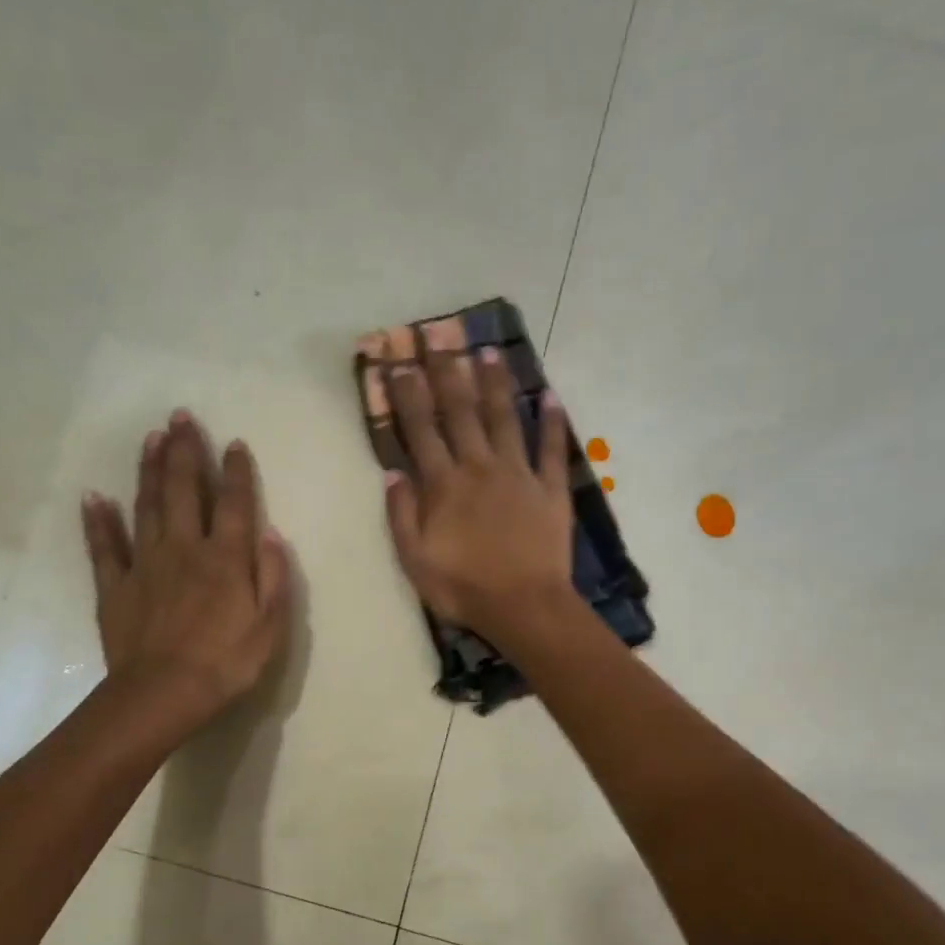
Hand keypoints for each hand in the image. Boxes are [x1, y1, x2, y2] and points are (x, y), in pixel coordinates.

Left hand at [82, 412, 291, 732]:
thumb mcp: (270, 626)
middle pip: (183, 490)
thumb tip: (271, 534)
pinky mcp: (115, 586)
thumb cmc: (226, 663)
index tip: (234, 443)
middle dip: (184, 451)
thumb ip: (274, 577)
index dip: (235, 472)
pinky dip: (98, 521)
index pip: (233, 504)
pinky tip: (93, 496)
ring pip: (146, 506)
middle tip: (180, 417)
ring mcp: (145, 564)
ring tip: (151, 438)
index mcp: (225, 558)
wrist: (164, 693)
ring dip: (149, 470)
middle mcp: (184, 548)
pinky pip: (104, 547)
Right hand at [382, 342, 574, 643]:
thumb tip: (392, 473)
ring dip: (495, 384)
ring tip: (488, 352)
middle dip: (447, 373)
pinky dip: (552, 422)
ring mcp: (519, 474)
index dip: (408, 395)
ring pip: (505, 419)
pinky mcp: (551, 489)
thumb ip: (401, 515)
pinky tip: (550, 396)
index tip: (399, 363)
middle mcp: (480, 467)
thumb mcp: (415, 560)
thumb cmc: (463, 588)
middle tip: (439, 337)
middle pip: (461, 412)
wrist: (524, 607)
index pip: (421, 430)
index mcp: (444, 485)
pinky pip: (552, 449)